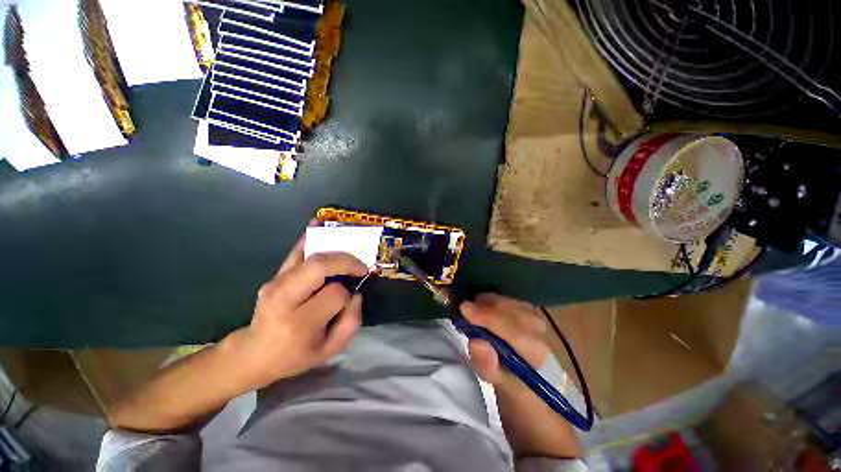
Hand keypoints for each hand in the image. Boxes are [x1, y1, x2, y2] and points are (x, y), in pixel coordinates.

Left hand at [225, 234, 367, 391]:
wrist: (254, 353)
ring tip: (352, 249)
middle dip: (346, 262)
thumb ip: (351, 323)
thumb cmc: (295, 356)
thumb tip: (356, 294)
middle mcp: (284, 299)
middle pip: (320, 267)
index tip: (350, 299)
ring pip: (311, 256)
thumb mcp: (329, 351)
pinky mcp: (274, 276)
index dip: (348, 295)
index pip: (334, 295)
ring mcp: (276, 284)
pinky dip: (309, 238)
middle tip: (360, 266)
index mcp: (299, 323)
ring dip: (335, 249)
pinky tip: (319, 224)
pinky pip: (295, 252)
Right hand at [461, 294, 581, 458]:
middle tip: (465, 308)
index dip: (485, 316)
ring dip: (491, 302)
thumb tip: (477, 341)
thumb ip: (489, 366)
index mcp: (534, 353)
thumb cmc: (517, 397)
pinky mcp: (532, 321)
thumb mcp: (499, 387)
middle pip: (511, 310)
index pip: (509, 328)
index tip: (463, 308)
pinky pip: (514, 303)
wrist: (535, 399)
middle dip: (486, 306)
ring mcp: (537, 325)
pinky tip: (487, 305)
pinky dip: (497, 301)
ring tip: (474, 307)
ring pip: (512, 303)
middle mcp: (539, 334)